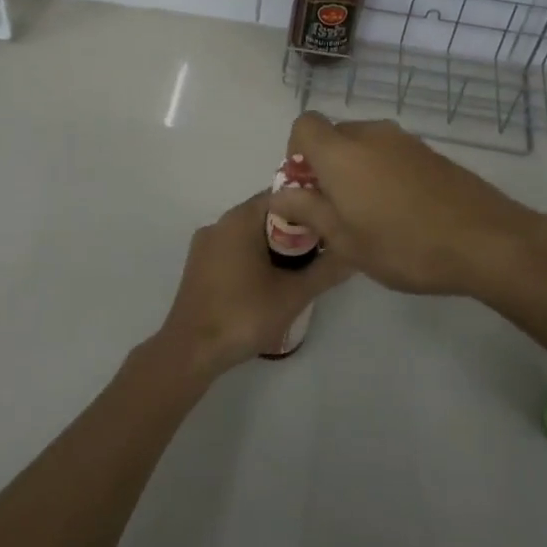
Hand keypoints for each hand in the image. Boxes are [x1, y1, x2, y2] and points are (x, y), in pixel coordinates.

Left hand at [151, 192, 355, 376]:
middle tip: (322, 252)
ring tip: (302, 270)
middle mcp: (220, 223)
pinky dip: (255, 258)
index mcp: (240, 219)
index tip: (332, 226)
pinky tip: (271, 284)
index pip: (282, 196)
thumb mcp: (293, 294)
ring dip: (276, 247)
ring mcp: (206, 245)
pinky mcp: (199, 266)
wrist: (191, 351)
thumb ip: (326, 271)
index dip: (310, 208)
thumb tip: (355, 253)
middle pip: (266, 214)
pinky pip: (234, 250)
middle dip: (295, 231)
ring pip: (250, 234)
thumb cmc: (243, 314)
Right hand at [269, 113, 546, 297]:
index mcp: (342, 152)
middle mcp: (371, 134)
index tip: (306, 188)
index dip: (296, 152)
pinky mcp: (432, 153)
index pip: (304, 125)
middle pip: (334, 136)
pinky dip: (384, 173)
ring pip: (365, 146)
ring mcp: (405, 141)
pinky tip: (402, 213)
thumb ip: (308, 212)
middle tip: (335, 210)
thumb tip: (280, 195)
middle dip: (326, 166)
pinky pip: (392, 154)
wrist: (487, 241)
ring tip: (370, 217)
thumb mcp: (346, 240)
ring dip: (356, 171)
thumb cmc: (404, 245)